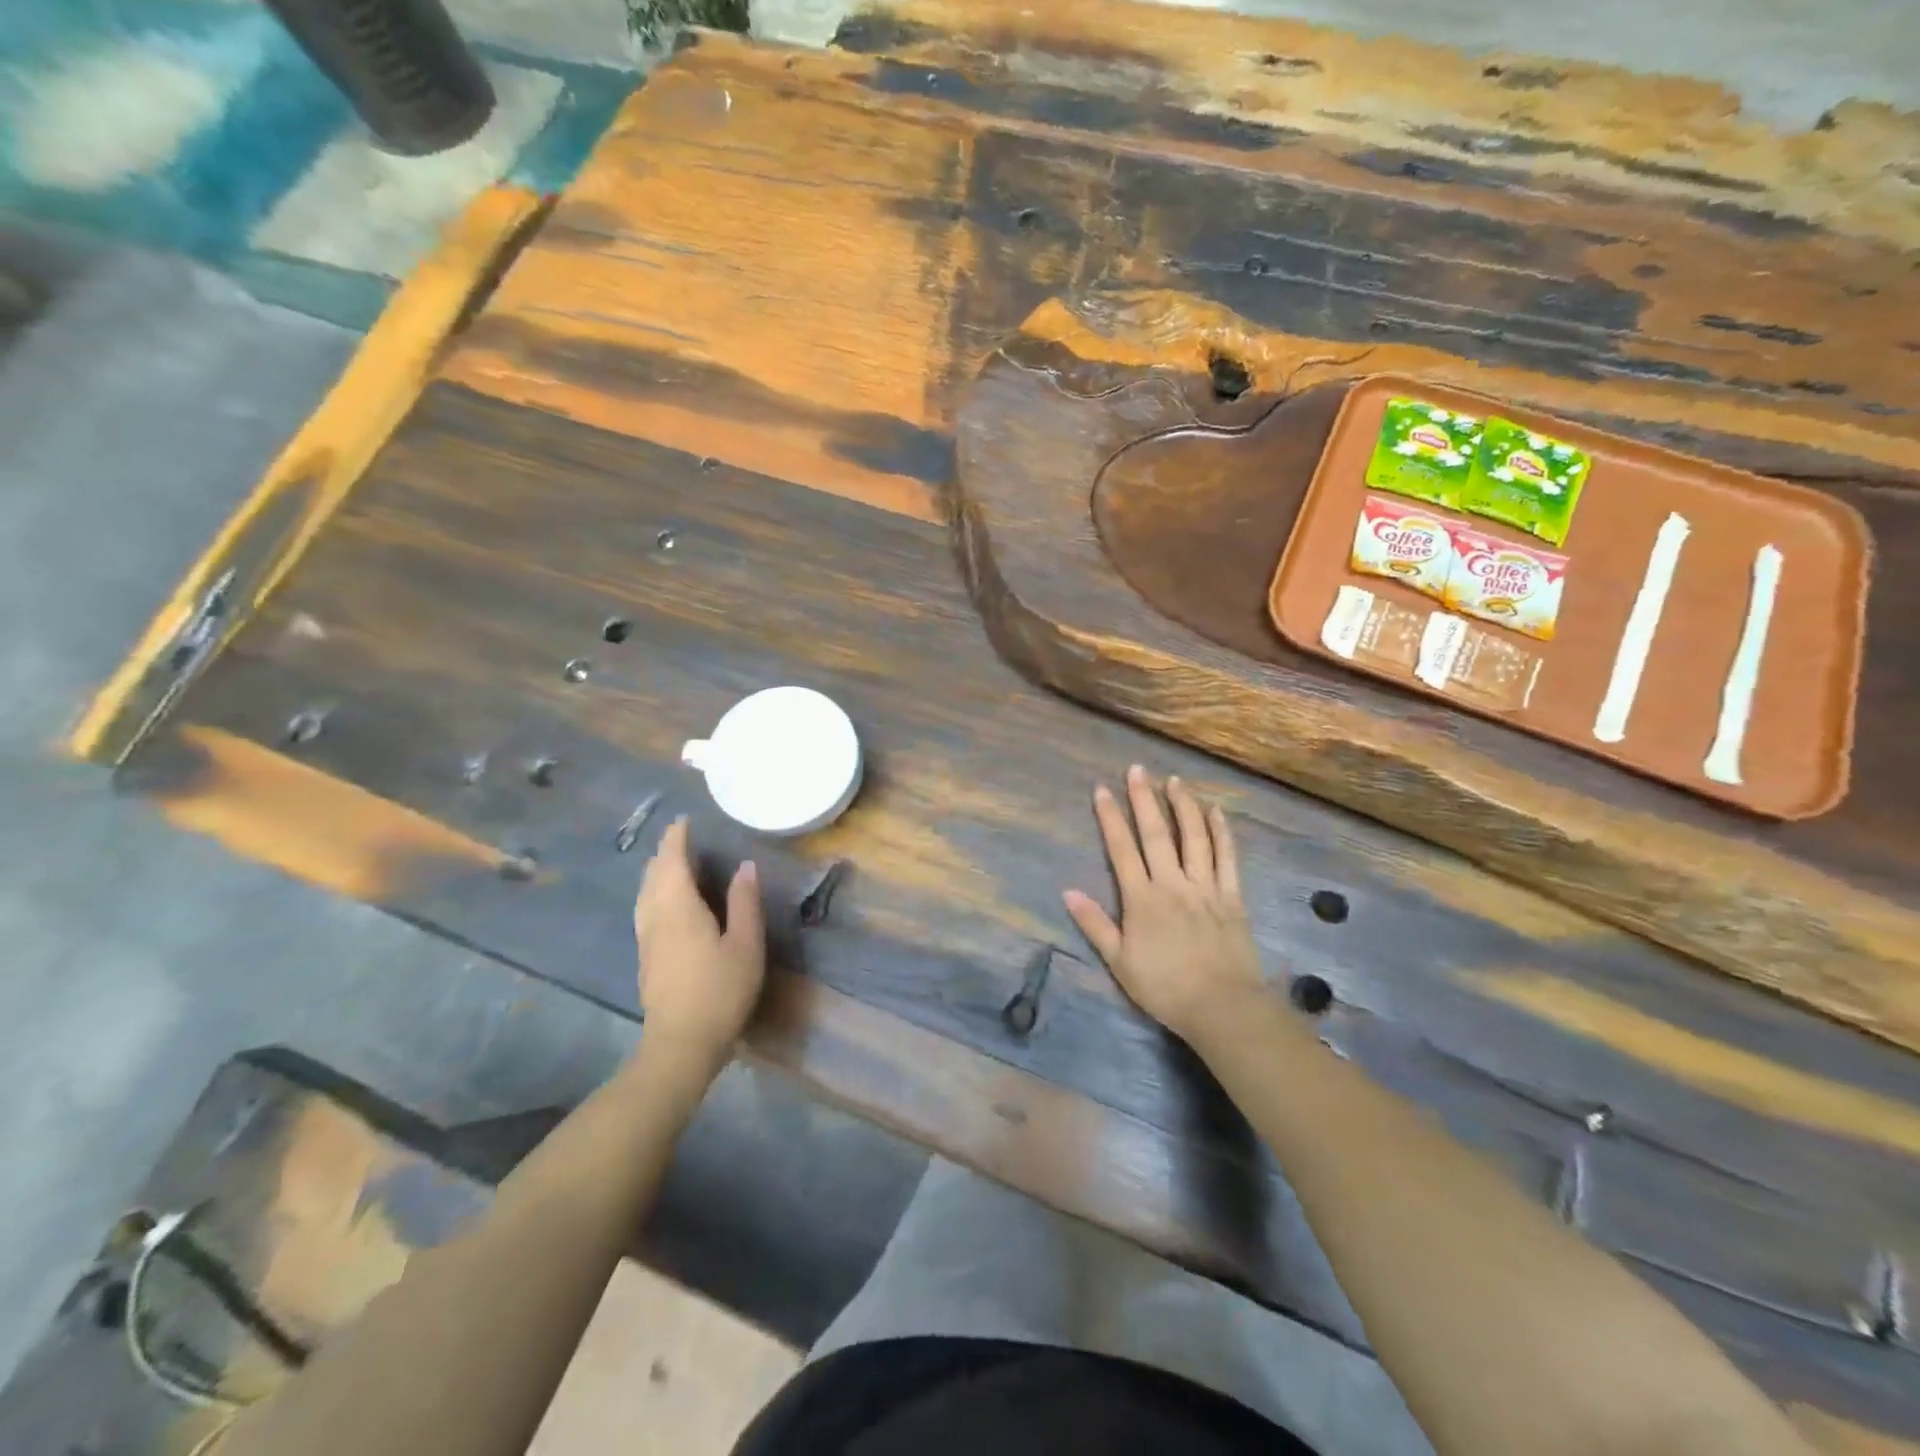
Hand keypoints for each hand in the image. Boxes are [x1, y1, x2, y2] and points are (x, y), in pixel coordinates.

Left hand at [634, 818, 765, 1065]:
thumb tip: (744, 866)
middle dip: (664, 853)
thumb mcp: (745, 945)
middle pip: (653, 875)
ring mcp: (646, 939)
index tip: (684, 820)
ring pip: (644, 894)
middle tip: (680, 838)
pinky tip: (664, 903)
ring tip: (670, 863)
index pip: (672, 862)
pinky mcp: (645, 958)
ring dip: (655, 872)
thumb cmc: (720, 990)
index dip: (677, 839)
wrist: (681, 1043)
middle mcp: (656, 917)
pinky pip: (645, 910)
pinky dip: (653, 892)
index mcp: (679, 908)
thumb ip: (744, 903)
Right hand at [1064, 766, 1266, 1045]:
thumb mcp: (1119, 962)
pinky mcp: (1232, 896)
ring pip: (1194, 837)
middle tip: (1138, 769)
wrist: (1222, 1007)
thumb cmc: (1164, 987)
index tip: (1102, 789)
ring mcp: (1205, 887)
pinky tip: (1215, 811)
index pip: (1122, 849)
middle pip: (1157, 833)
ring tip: (1175, 781)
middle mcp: (1172, 883)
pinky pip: (1227, 857)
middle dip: (1144, 799)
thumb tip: (1068, 891)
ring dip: (1184, 806)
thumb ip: (1095, 924)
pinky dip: (1221, 832)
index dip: (1110, 818)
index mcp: (1142, 898)